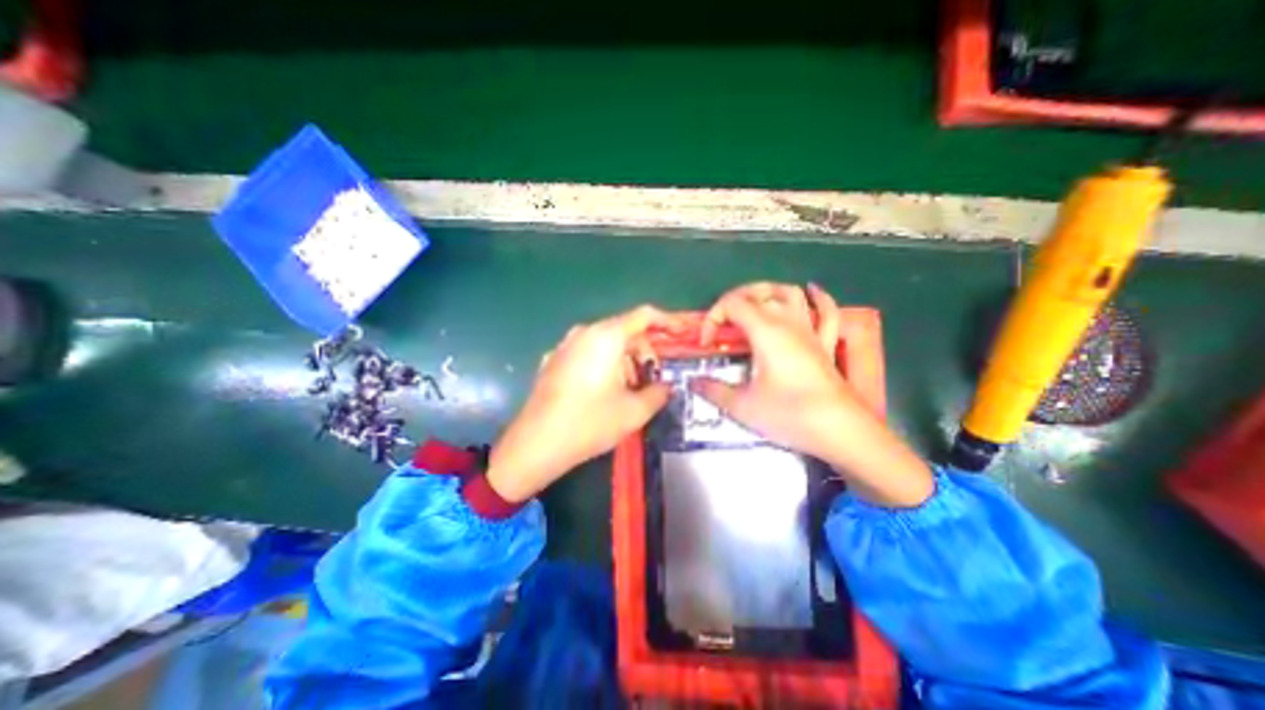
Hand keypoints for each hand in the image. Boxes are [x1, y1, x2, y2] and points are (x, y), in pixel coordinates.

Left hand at [486, 304, 681, 503]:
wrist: (536, 444)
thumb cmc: (589, 423)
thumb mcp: (634, 412)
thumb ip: (659, 393)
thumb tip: (665, 386)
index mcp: (606, 337)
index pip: (644, 315)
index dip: (668, 321)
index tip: (683, 333)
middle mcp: (584, 333)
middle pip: (625, 330)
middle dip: (645, 351)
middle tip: (653, 378)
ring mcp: (565, 345)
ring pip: (606, 343)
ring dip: (625, 361)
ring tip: (629, 391)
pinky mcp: (554, 360)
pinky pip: (588, 353)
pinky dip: (604, 364)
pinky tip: (603, 391)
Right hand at [689, 281, 931, 506]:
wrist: (841, 431)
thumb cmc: (790, 415)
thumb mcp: (743, 406)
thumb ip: (714, 391)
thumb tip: (694, 382)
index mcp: (765, 331)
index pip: (732, 304)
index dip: (713, 318)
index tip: (708, 344)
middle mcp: (788, 323)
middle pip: (760, 291)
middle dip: (735, 299)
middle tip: (723, 321)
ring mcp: (810, 331)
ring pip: (790, 293)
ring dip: (769, 292)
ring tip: (753, 303)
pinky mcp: (826, 344)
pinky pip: (826, 312)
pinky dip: (818, 298)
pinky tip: (811, 291)